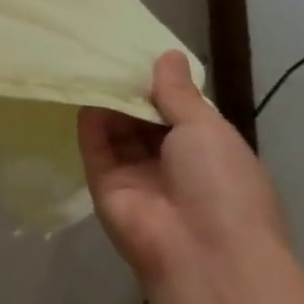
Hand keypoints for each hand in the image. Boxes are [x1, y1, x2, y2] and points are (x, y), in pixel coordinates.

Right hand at [78, 51, 287, 289]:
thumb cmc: (222, 184)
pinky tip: (81, 90)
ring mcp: (137, 174)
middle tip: (106, 50)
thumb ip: (178, 93)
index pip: (179, 112)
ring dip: (108, 101)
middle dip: (130, 90)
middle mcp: (173, 163)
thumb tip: (169, 54)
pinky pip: (94, 145)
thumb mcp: (208, 129)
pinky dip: (89, 120)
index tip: (140, 52)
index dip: (163, 85)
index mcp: (209, 152)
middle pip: (144, 119)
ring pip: (117, 129)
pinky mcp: (104, 182)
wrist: (202, 252)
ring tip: (90, 63)